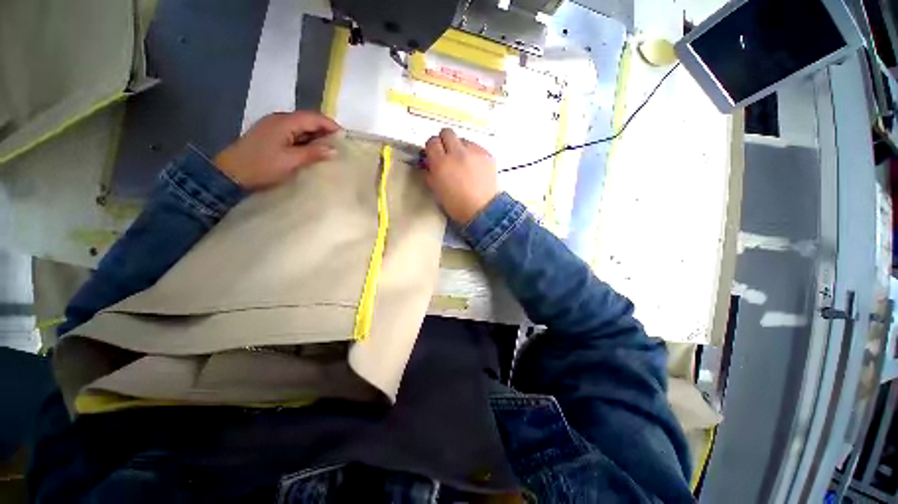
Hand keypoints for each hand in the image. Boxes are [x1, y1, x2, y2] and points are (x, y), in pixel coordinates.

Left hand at [213, 111, 340, 189]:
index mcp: (285, 122)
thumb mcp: (291, 161)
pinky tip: (311, 150)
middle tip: (339, 145)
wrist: (230, 174)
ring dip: (315, 135)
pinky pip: (293, 132)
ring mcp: (273, 126)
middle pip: (308, 119)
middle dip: (325, 130)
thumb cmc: (262, 166)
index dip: (331, 125)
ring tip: (329, 149)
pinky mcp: (270, 135)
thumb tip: (334, 150)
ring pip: (301, 126)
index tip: (345, 138)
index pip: (314, 118)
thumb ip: (314, 153)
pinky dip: (305, 139)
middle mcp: (279, 119)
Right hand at [422, 128, 498, 223]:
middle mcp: (457, 153)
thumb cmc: (457, 206)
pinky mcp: (487, 154)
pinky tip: (475, 167)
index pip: (431, 142)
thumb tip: (427, 164)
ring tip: (463, 162)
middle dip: (444, 141)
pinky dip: (473, 154)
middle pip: (447, 132)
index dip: (432, 148)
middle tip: (447, 154)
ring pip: (463, 139)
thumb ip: (430, 174)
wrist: (484, 210)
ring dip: (460, 148)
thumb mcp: (437, 192)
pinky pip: (476, 147)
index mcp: (441, 163)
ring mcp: (474, 152)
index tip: (434, 155)